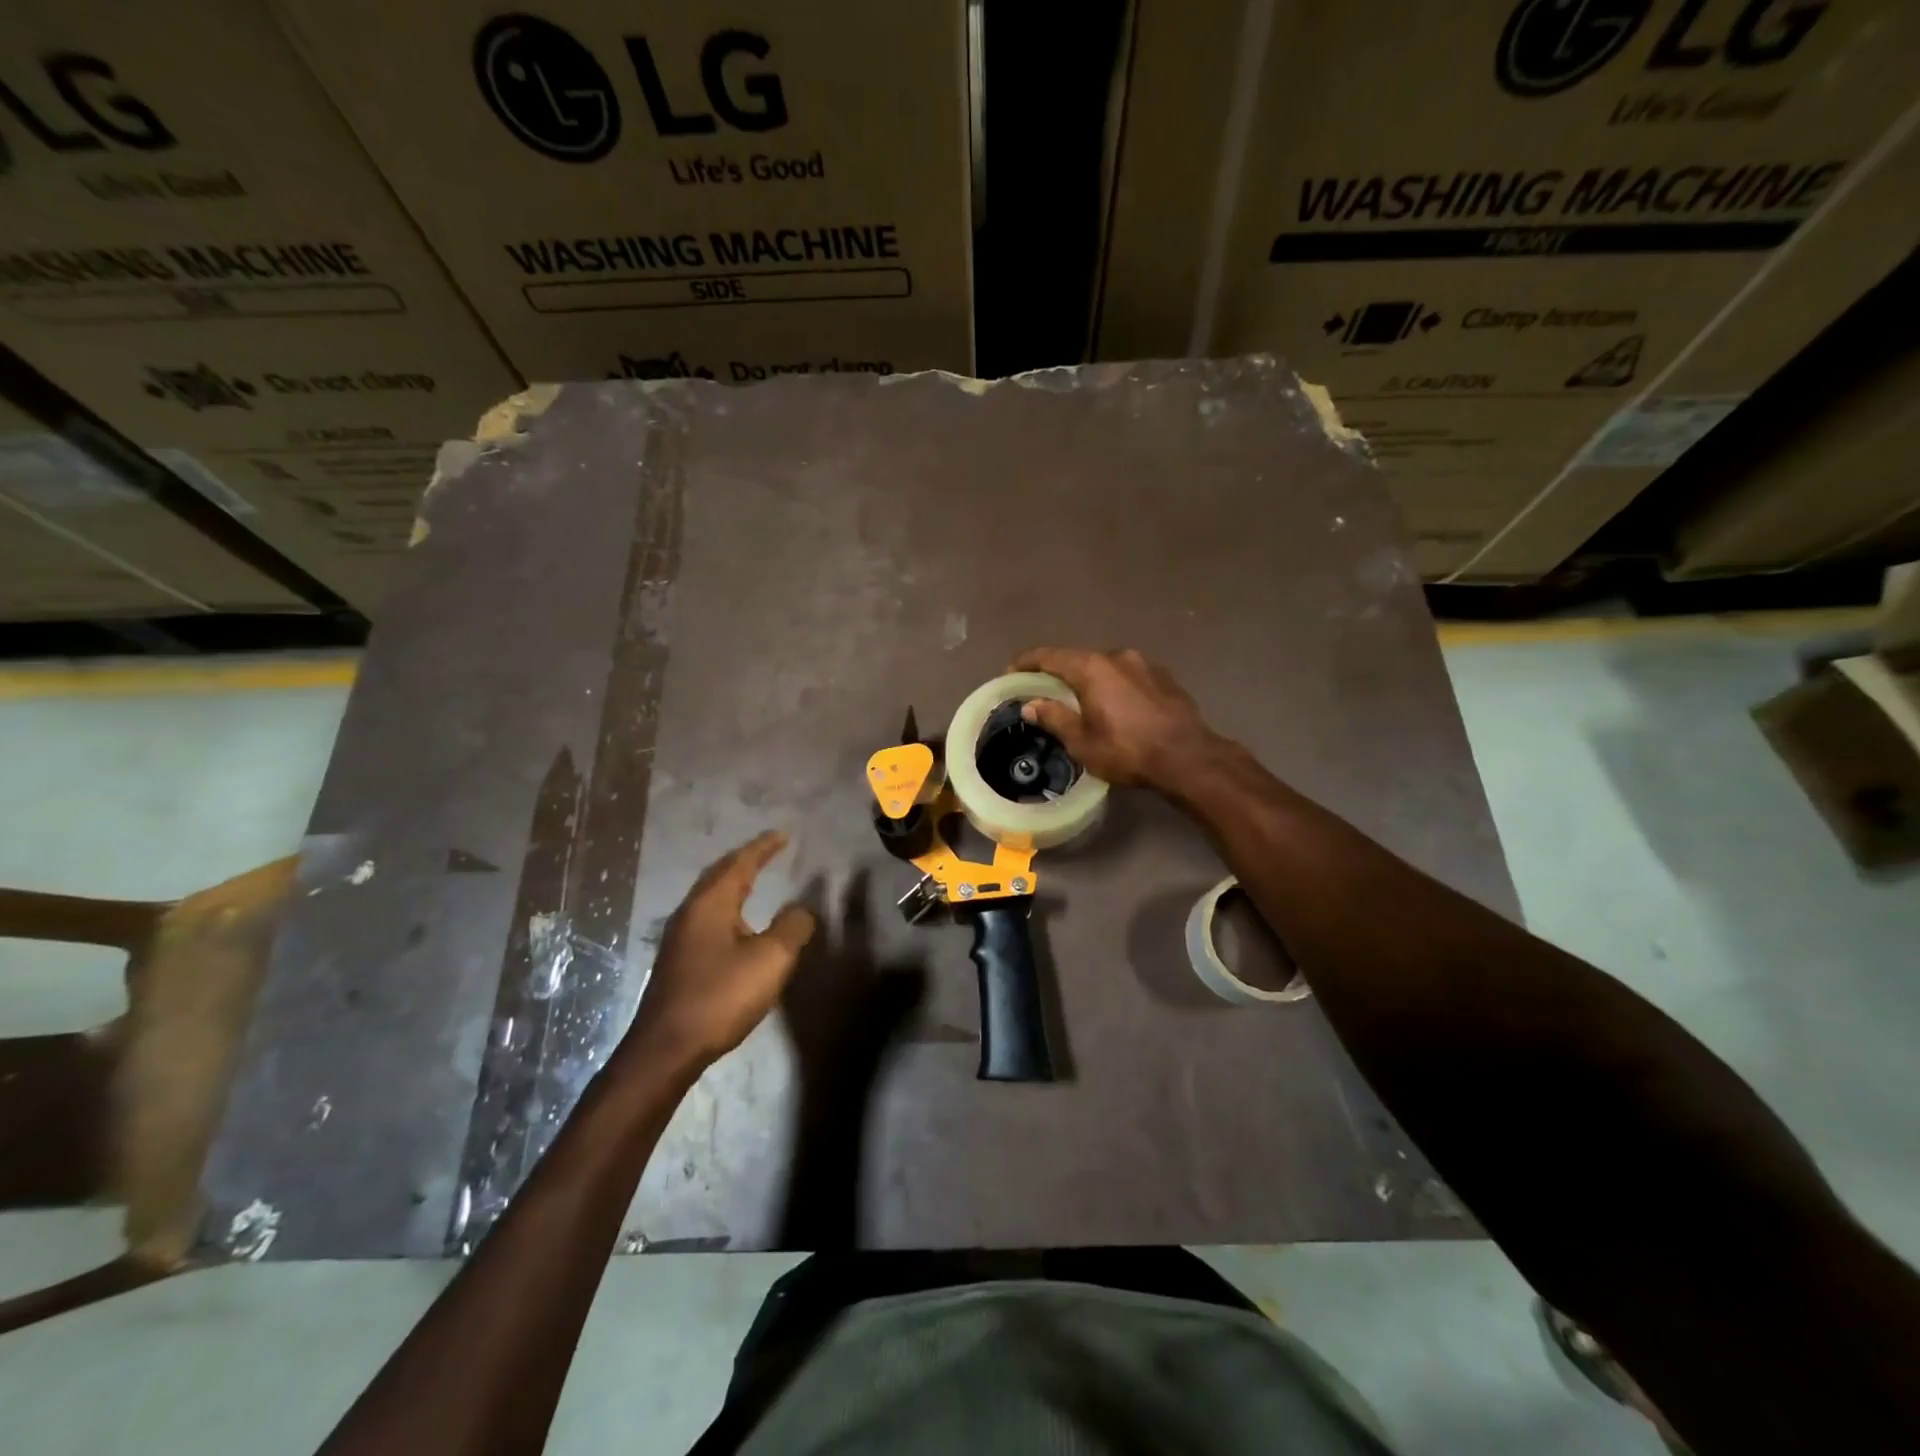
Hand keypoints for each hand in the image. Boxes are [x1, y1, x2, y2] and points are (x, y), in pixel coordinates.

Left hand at [626, 831, 815, 1066]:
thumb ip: (792, 928)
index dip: (763, 848)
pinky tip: (735, 924)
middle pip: (719, 874)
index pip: (740, 864)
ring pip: (710, 896)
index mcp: (711, 904)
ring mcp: (679, 938)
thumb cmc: (720, 996)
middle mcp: (690, 912)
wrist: (666, 1048)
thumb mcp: (770, 960)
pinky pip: (706, 917)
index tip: (782, 835)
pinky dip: (727, 906)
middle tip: (767, 850)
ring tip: (753, 879)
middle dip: (744, 860)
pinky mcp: (678, 961)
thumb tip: (802, 910)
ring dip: (732, 882)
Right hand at [1010, 647, 1222, 788]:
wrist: (1189, 757)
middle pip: (1078, 658)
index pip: (1049, 656)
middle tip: (1042, 689)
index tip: (1011, 672)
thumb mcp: (1082, 741)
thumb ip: (1054, 718)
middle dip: (1057, 672)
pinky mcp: (1164, 677)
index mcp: (1092, 668)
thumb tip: (1031, 705)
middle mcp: (1117, 656)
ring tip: (1079, 699)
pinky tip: (1113, 705)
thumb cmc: (1128, 750)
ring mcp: (1144, 664)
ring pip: (1105, 666)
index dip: (1026, 662)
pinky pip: (1127, 676)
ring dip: (1088, 679)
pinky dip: (1112, 685)